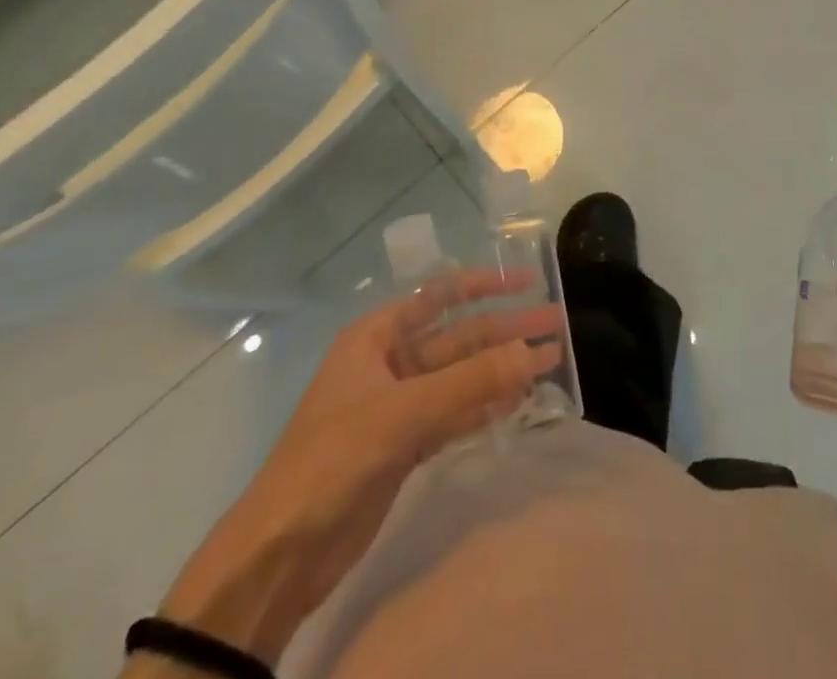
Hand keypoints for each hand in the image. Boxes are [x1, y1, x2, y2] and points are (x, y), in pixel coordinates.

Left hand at [150, 273, 563, 669]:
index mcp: (376, 336)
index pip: (439, 296)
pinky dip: (486, 406)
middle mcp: (390, 362)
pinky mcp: (406, 446)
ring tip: (551, 362)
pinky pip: (456, 414)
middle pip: (459, 338)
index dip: (485, 284)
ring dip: (503, 370)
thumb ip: (470, 383)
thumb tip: (530, 352)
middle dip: (506, 331)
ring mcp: (399, 406)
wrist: (279, 555)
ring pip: (462, 377)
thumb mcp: (402, 413)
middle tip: (557, 326)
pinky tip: (520, 399)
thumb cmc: (333, 460)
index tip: (528, 281)